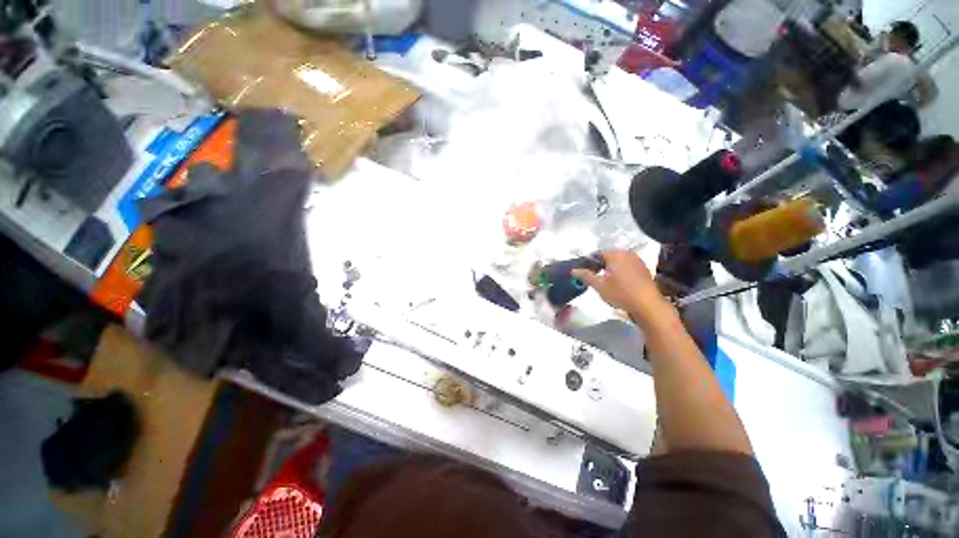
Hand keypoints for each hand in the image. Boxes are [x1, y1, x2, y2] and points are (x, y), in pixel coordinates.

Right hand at [572, 251, 669, 320]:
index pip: (597, 254)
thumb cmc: (621, 293)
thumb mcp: (599, 285)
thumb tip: (573, 270)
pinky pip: (627, 267)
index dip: (589, 262)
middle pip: (609, 257)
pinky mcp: (644, 270)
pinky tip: (618, 284)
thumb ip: (585, 275)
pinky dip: (620, 272)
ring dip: (610, 269)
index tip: (584, 272)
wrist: (648, 305)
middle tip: (593, 277)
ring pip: (618, 262)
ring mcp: (638, 262)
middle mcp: (628, 254)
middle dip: (600, 265)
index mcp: (616, 255)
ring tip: (604, 281)